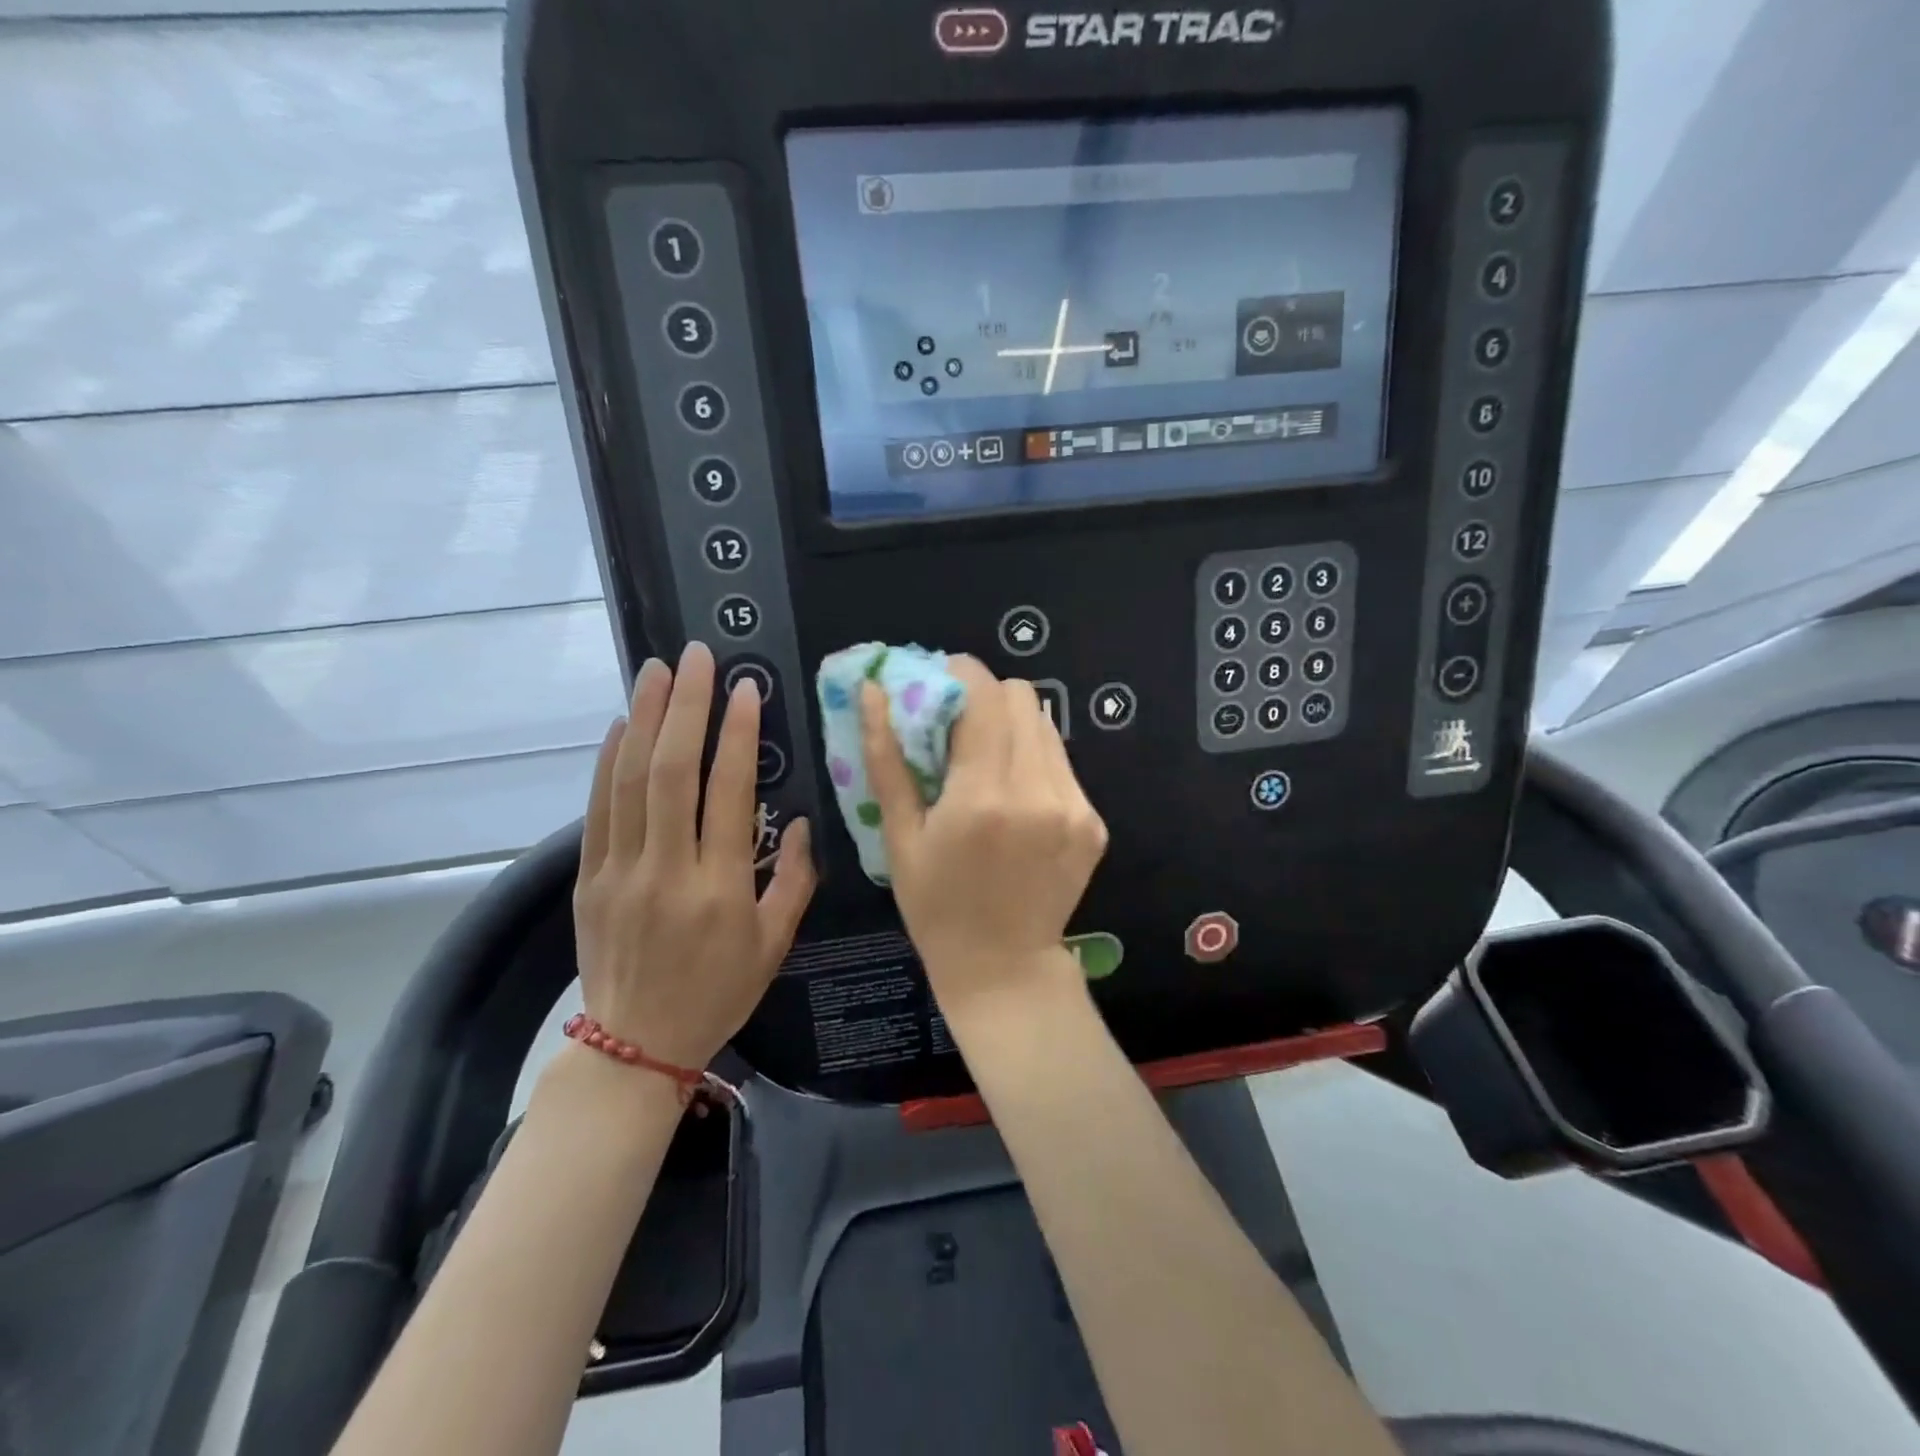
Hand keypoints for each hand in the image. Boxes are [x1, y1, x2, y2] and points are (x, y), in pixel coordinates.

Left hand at [572, 643, 815, 1070]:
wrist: (636, 1045)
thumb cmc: (719, 993)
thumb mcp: (774, 945)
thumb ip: (793, 880)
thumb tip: (796, 821)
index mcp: (720, 887)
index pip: (727, 792)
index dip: (737, 734)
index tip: (745, 689)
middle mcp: (666, 869)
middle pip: (672, 772)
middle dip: (686, 706)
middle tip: (696, 657)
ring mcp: (619, 871)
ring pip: (629, 780)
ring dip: (644, 719)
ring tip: (656, 671)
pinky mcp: (589, 878)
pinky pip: (598, 809)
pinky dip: (608, 761)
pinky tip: (621, 725)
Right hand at [860, 657, 1107, 1017]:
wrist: (1003, 968)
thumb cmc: (936, 906)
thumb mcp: (900, 836)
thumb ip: (886, 758)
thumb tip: (874, 691)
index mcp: (983, 796)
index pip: (984, 694)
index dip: (959, 673)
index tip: (937, 683)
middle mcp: (1038, 792)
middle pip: (1021, 697)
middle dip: (985, 697)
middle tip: (957, 725)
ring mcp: (1074, 807)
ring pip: (1045, 725)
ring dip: (1011, 727)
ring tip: (985, 762)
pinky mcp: (1093, 822)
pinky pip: (1061, 763)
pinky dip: (1034, 760)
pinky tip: (1014, 796)